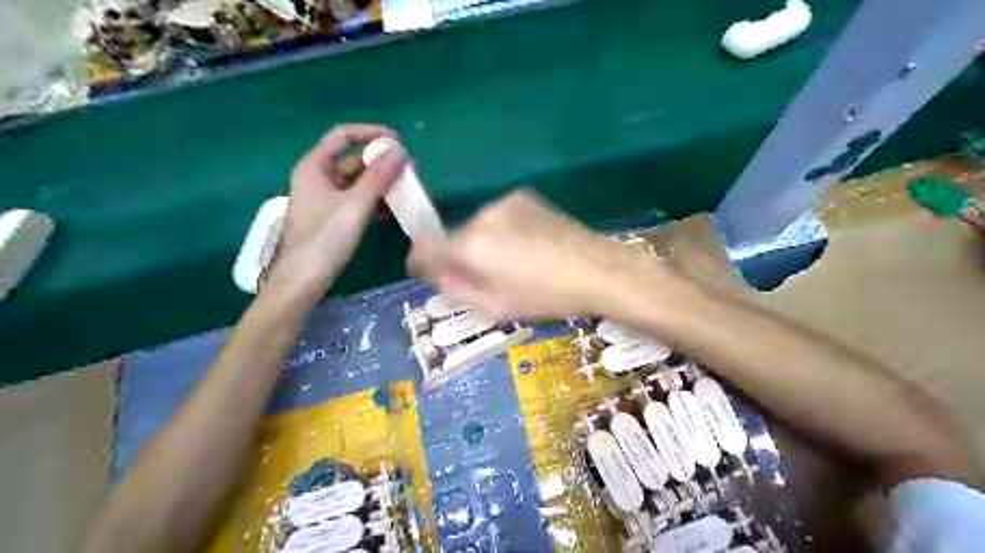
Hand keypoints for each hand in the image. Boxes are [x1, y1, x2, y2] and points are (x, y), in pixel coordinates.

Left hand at [265, 123, 406, 296]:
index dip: (371, 133)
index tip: (399, 142)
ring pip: (358, 181)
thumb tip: (400, 151)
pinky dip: (374, 201)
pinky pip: (357, 199)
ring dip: (382, 183)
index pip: (343, 136)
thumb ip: (378, 177)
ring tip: (407, 190)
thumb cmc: (325, 239)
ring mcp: (325, 198)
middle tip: (412, 170)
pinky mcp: (332, 216)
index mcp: (315, 167)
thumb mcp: (355, 206)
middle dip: (383, 163)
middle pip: (354, 160)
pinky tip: (390, 211)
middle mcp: (319, 177)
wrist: (303, 280)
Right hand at [403, 190, 655, 320]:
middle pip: (453, 237)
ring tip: (512, 262)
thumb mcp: (495, 306)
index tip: (430, 274)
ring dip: (481, 242)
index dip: (421, 264)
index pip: (424, 250)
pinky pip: (498, 216)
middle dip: (458, 257)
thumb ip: (456, 289)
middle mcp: (481, 216)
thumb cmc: (546, 296)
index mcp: (470, 247)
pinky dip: (501, 230)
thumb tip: (438, 276)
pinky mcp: (523, 196)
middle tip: (483, 277)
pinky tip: (527, 245)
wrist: (598, 269)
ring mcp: (503, 202)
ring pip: (476, 226)